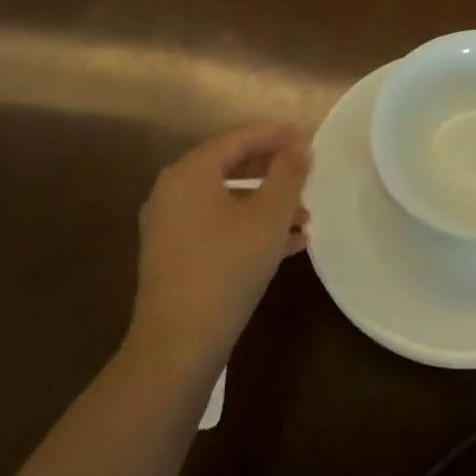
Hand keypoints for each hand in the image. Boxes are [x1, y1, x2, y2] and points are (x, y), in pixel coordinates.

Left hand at [129, 122, 310, 376]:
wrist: (179, 342)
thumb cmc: (227, 267)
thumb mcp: (268, 217)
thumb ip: (288, 175)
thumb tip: (300, 146)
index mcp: (189, 173)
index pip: (236, 138)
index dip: (273, 134)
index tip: (305, 134)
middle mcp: (172, 192)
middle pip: (229, 166)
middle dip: (271, 169)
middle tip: (305, 169)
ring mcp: (170, 226)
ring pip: (226, 200)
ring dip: (266, 202)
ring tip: (304, 215)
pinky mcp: (175, 256)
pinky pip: (218, 226)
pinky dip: (250, 226)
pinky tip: (287, 244)